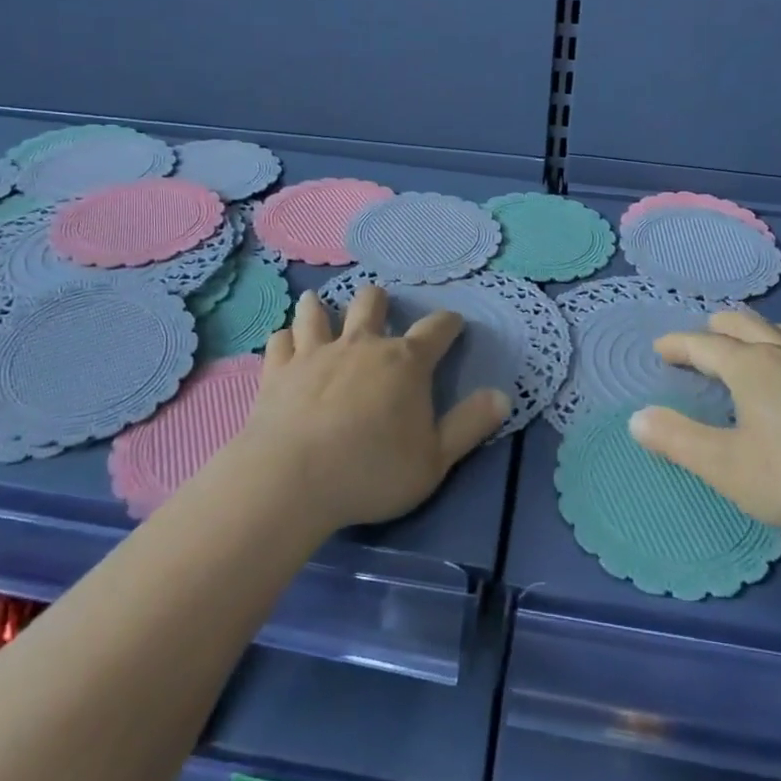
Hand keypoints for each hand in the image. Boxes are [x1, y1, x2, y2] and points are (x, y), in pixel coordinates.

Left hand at [240, 286, 507, 531]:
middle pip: (371, 303)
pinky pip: (281, 341)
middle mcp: (362, 345)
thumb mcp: (435, 459)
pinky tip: (285, 343)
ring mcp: (315, 353)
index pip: (436, 329)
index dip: (449, 322)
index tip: (454, 323)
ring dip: (321, 306)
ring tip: (320, 303)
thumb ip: (470, 425)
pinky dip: (285, 339)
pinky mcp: (278, 370)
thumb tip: (503, 395)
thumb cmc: (372, 471)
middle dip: (379, 300)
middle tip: (380, 307)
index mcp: (405, 362)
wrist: (292, 480)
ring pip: (317, 312)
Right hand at [628, 309, 780, 539]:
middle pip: (744, 324)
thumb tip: (637, 418)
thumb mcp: (726, 466)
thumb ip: (678, 440)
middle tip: (700, 340)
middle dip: (716, 328)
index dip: (677, 345)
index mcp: (749, 366)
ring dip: (756, 330)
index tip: (660, 349)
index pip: (703, 345)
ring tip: (749, 341)